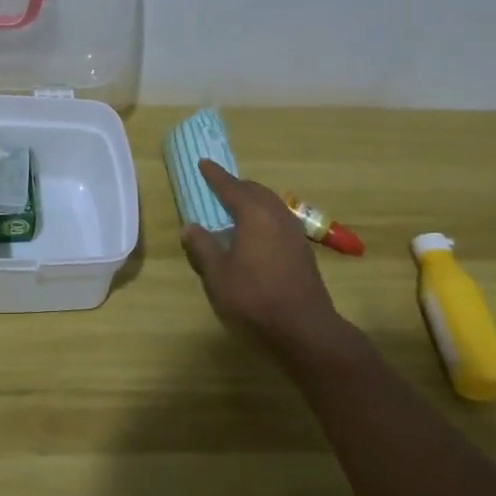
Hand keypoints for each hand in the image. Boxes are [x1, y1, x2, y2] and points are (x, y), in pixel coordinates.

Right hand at [181, 159, 346, 350]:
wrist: (305, 331)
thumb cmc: (254, 299)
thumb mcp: (217, 275)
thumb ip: (203, 247)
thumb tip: (190, 227)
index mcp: (254, 215)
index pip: (231, 187)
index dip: (215, 176)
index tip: (203, 163)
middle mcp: (277, 217)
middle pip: (256, 192)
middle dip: (237, 186)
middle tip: (220, 186)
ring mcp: (295, 235)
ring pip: (271, 205)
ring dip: (253, 201)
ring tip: (237, 207)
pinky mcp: (303, 253)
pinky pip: (280, 221)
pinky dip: (264, 217)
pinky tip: (257, 234)